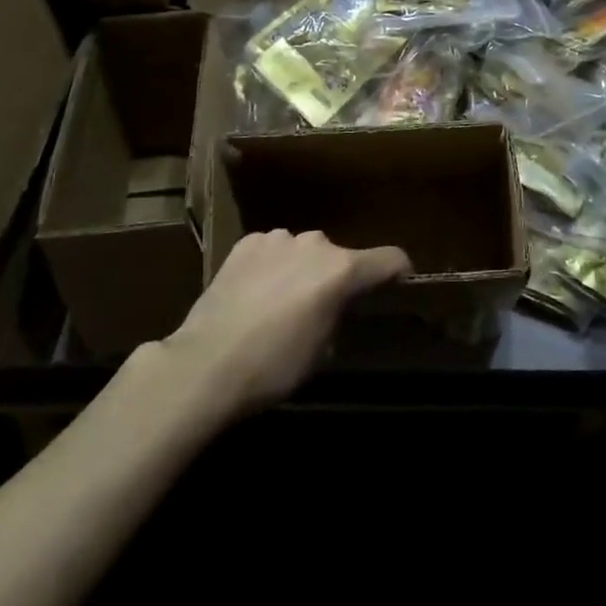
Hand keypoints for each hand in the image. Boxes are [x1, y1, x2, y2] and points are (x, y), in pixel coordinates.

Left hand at [160, 229, 410, 412]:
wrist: (206, 363)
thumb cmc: (273, 366)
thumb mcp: (321, 353)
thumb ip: (337, 317)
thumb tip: (335, 308)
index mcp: (341, 270)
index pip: (389, 259)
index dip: (398, 271)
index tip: (398, 283)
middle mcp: (316, 244)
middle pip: (339, 257)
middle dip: (334, 277)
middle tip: (319, 308)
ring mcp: (278, 238)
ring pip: (302, 251)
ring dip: (300, 269)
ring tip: (279, 301)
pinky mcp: (247, 243)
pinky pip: (270, 251)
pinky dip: (270, 266)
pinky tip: (252, 293)